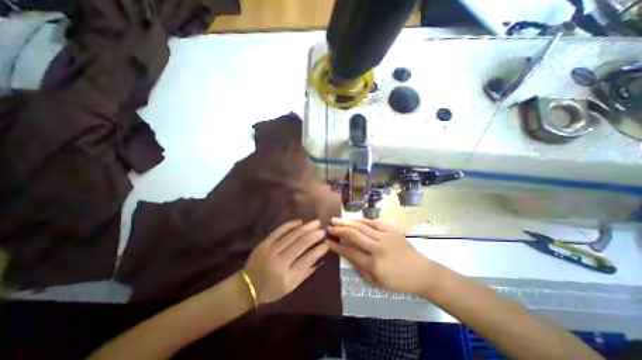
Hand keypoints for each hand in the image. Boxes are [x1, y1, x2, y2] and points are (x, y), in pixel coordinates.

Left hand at [243, 220, 326, 303]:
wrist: (247, 286)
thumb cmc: (271, 290)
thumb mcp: (290, 287)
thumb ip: (305, 273)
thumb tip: (318, 257)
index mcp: (287, 276)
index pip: (308, 259)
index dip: (319, 250)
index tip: (326, 243)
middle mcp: (280, 261)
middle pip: (301, 243)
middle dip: (314, 235)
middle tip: (323, 229)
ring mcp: (271, 249)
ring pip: (292, 235)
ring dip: (306, 227)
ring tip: (316, 222)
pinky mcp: (265, 242)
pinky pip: (280, 230)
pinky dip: (291, 224)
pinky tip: (300, 221)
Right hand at [327, 218, 436, 293]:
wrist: (422, 273)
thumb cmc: (399, 282)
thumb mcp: (377, 282)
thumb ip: (359, 267)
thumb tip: (346, 254)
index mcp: (374, 264)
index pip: (349, 252)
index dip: (337, 246)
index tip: (327, 241)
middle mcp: (378, 248)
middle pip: (354, 235)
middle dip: (339, 230)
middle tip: (329, 226)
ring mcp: (386, 237)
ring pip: (362, 226)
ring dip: (347, 222)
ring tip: (336, 220)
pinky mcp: (392, 230)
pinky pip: (374, 222)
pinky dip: (363, 220)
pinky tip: (354, 219)